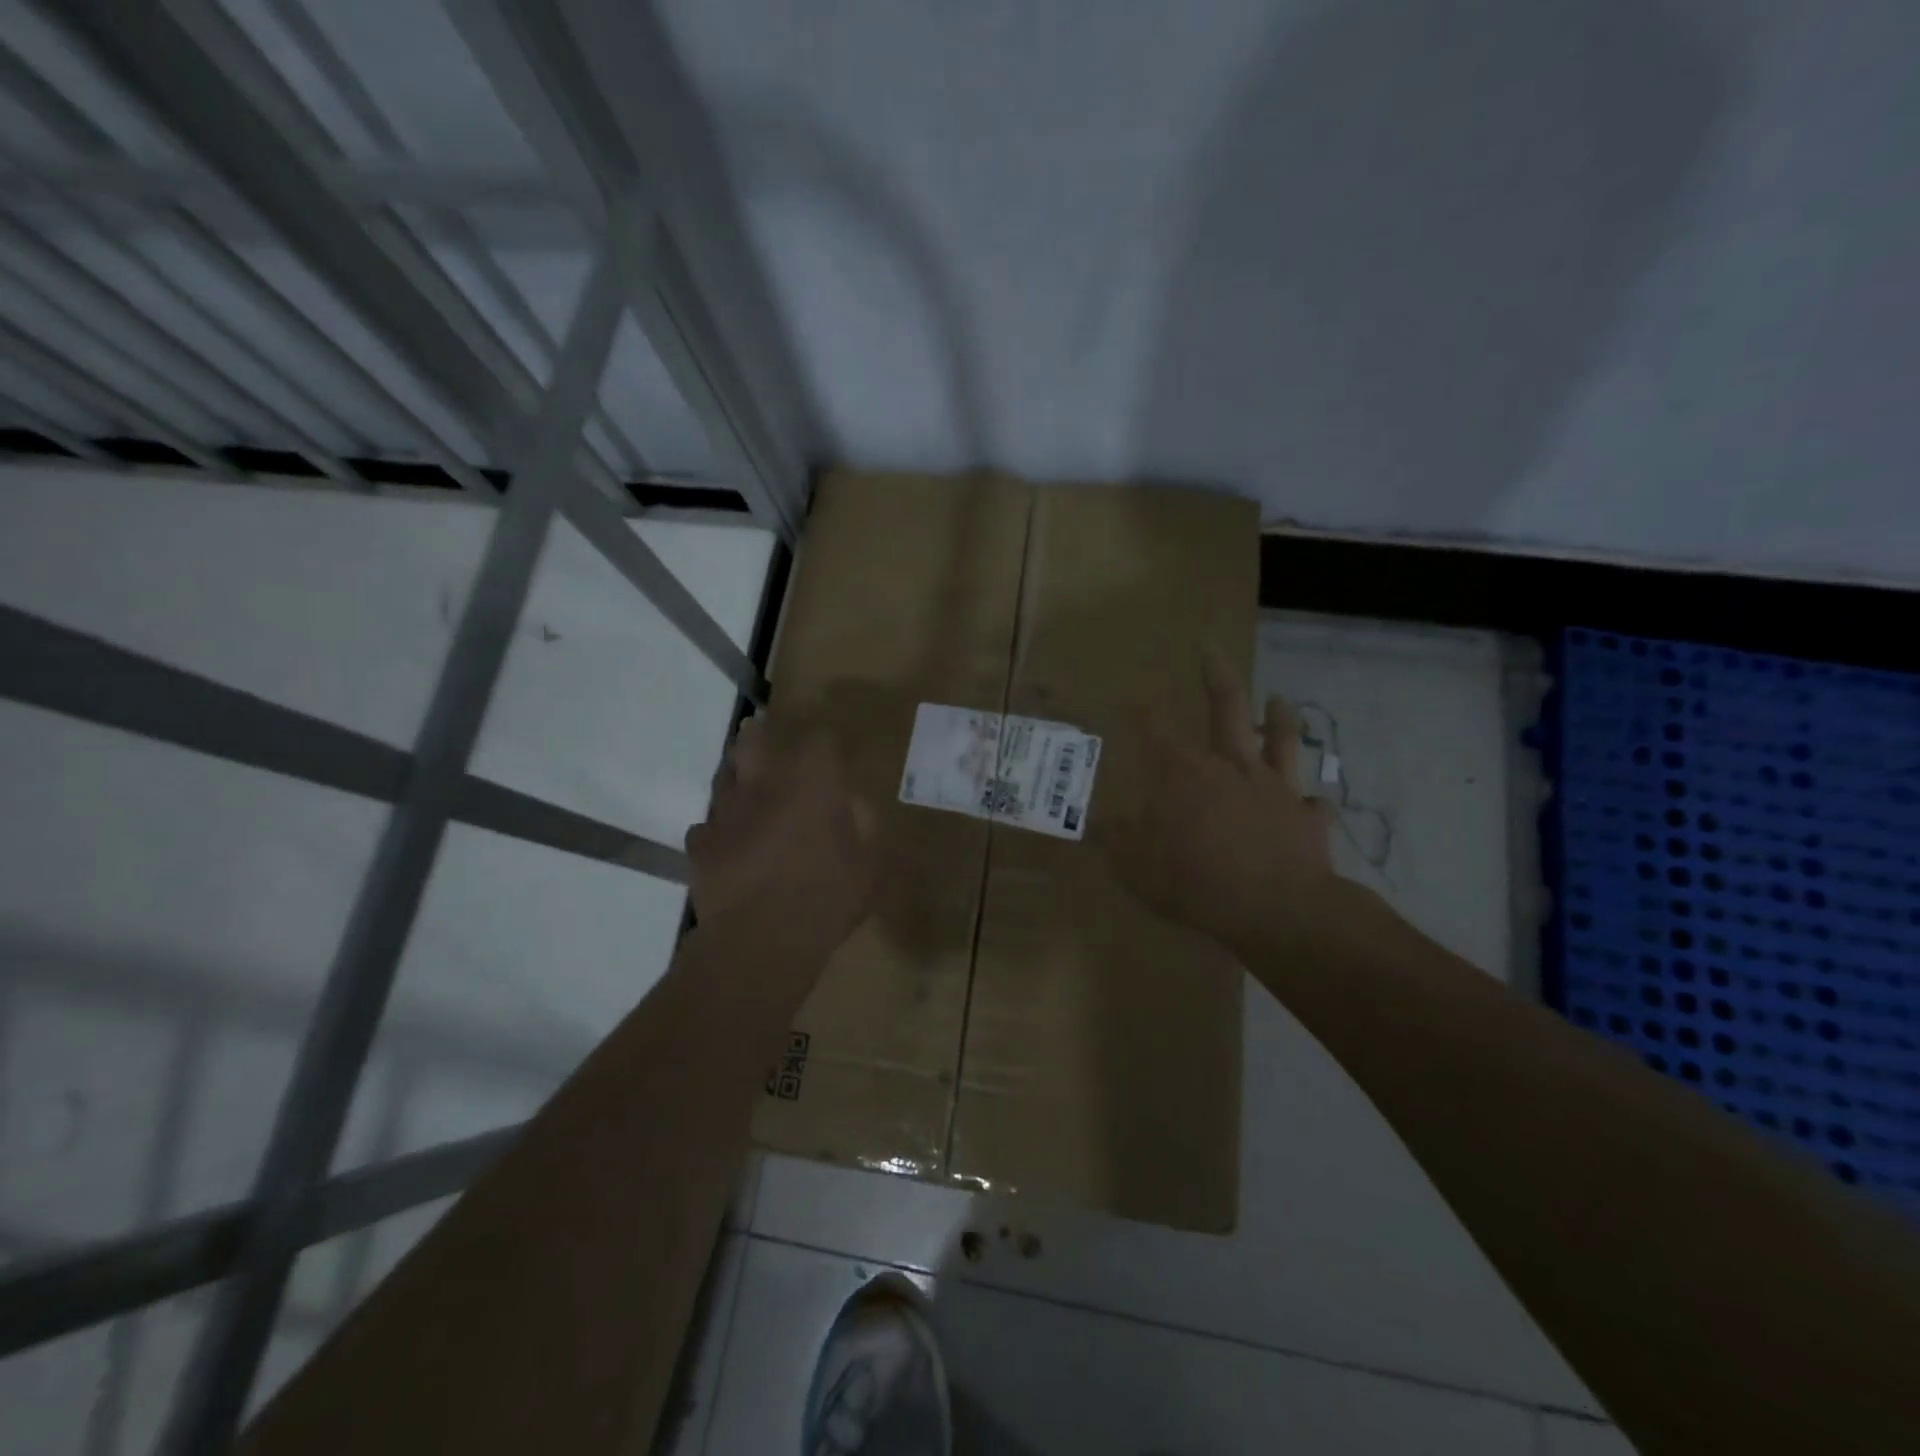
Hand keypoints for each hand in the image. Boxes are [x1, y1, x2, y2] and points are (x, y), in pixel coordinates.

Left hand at [686, 714, 877, 964]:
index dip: (825, 741)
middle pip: (754, 739)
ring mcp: (726, 812)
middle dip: (761, 734)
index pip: (819, 739)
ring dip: (737, 775)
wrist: (759, 942)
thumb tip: (854, 807)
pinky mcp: (701, 844)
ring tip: (747, 786)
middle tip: (768, 736)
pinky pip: (707, 825)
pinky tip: (728, 842)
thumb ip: (865, 828)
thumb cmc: (826, 898)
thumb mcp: (870, 866)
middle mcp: (764, 785)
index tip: (831, 751)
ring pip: (725, 776)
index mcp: (811, 783)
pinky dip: (718, 828)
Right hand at [1107, 650, 1340, 956]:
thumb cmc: (1196, 882)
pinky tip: (1313, 801)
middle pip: (1226, 709)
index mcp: (1183, 774)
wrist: (1277, 909)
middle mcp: (1230, 768)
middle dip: (1217, 676)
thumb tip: (1095, 821)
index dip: (1141, 706)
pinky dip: (1311, 801)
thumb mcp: (1137, 867)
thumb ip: (1117, 840)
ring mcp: (1274, 788)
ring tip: (1280, 698)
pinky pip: (1312, 803)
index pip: (1155, 728)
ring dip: (1280, 717)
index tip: (1132, 690)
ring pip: (1281, 740)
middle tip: (1213, 648)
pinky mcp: (1306, 817)